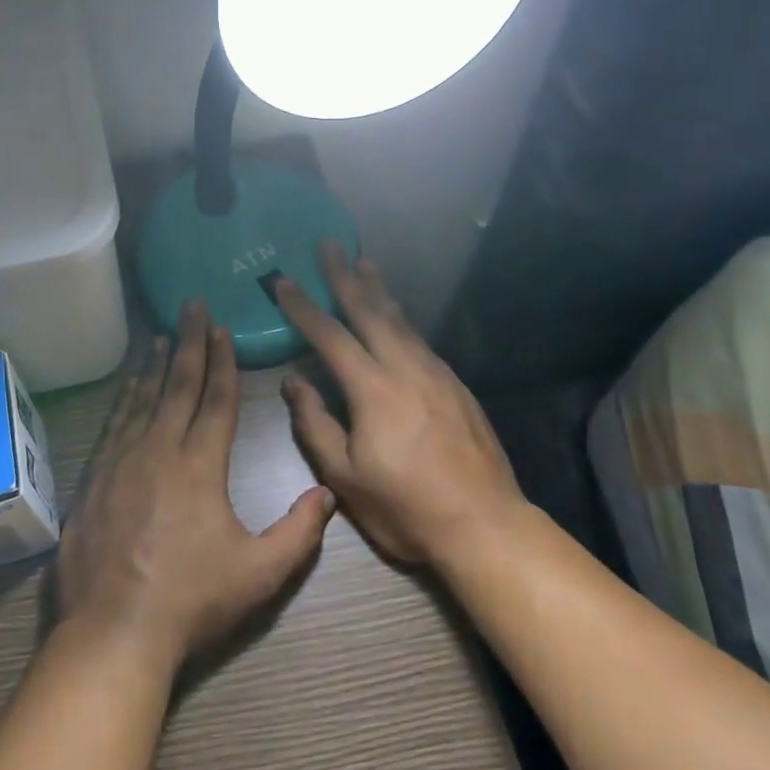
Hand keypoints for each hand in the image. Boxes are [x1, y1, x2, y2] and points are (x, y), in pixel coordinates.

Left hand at [55, 302, 335, 671]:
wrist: (114, 630)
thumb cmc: (191, 601)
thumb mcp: (259, 574)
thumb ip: (299, 533)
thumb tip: (328, 494)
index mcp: (200, 465)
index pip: (216, 399)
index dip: (223, 360)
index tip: (223, 327)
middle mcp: (159, 448)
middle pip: (179, 385)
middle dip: (190, 343)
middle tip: (192, 305)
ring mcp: (121, 459)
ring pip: (142, 397)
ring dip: (156, 364)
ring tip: (164, 335)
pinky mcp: (95, 476)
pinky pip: (113, 421)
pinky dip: (124, 395)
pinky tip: (128, 384)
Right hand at [274, 242, 525, 566]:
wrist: (486, 526)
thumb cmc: (407, 508)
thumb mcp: (347, 478)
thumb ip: (316, 425)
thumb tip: (295, 382)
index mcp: (373, 389)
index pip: (330, 335)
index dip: (303, 306)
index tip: (283, 279)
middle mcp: (405, 368)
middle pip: (370, 310)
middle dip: (345, 275)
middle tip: (330, 243)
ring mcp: (436, 374)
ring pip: (401, 320)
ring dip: (378, 289)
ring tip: (364, 262)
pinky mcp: (456, 386)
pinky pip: (420, 339)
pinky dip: (401, 318)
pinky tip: (397, 317)